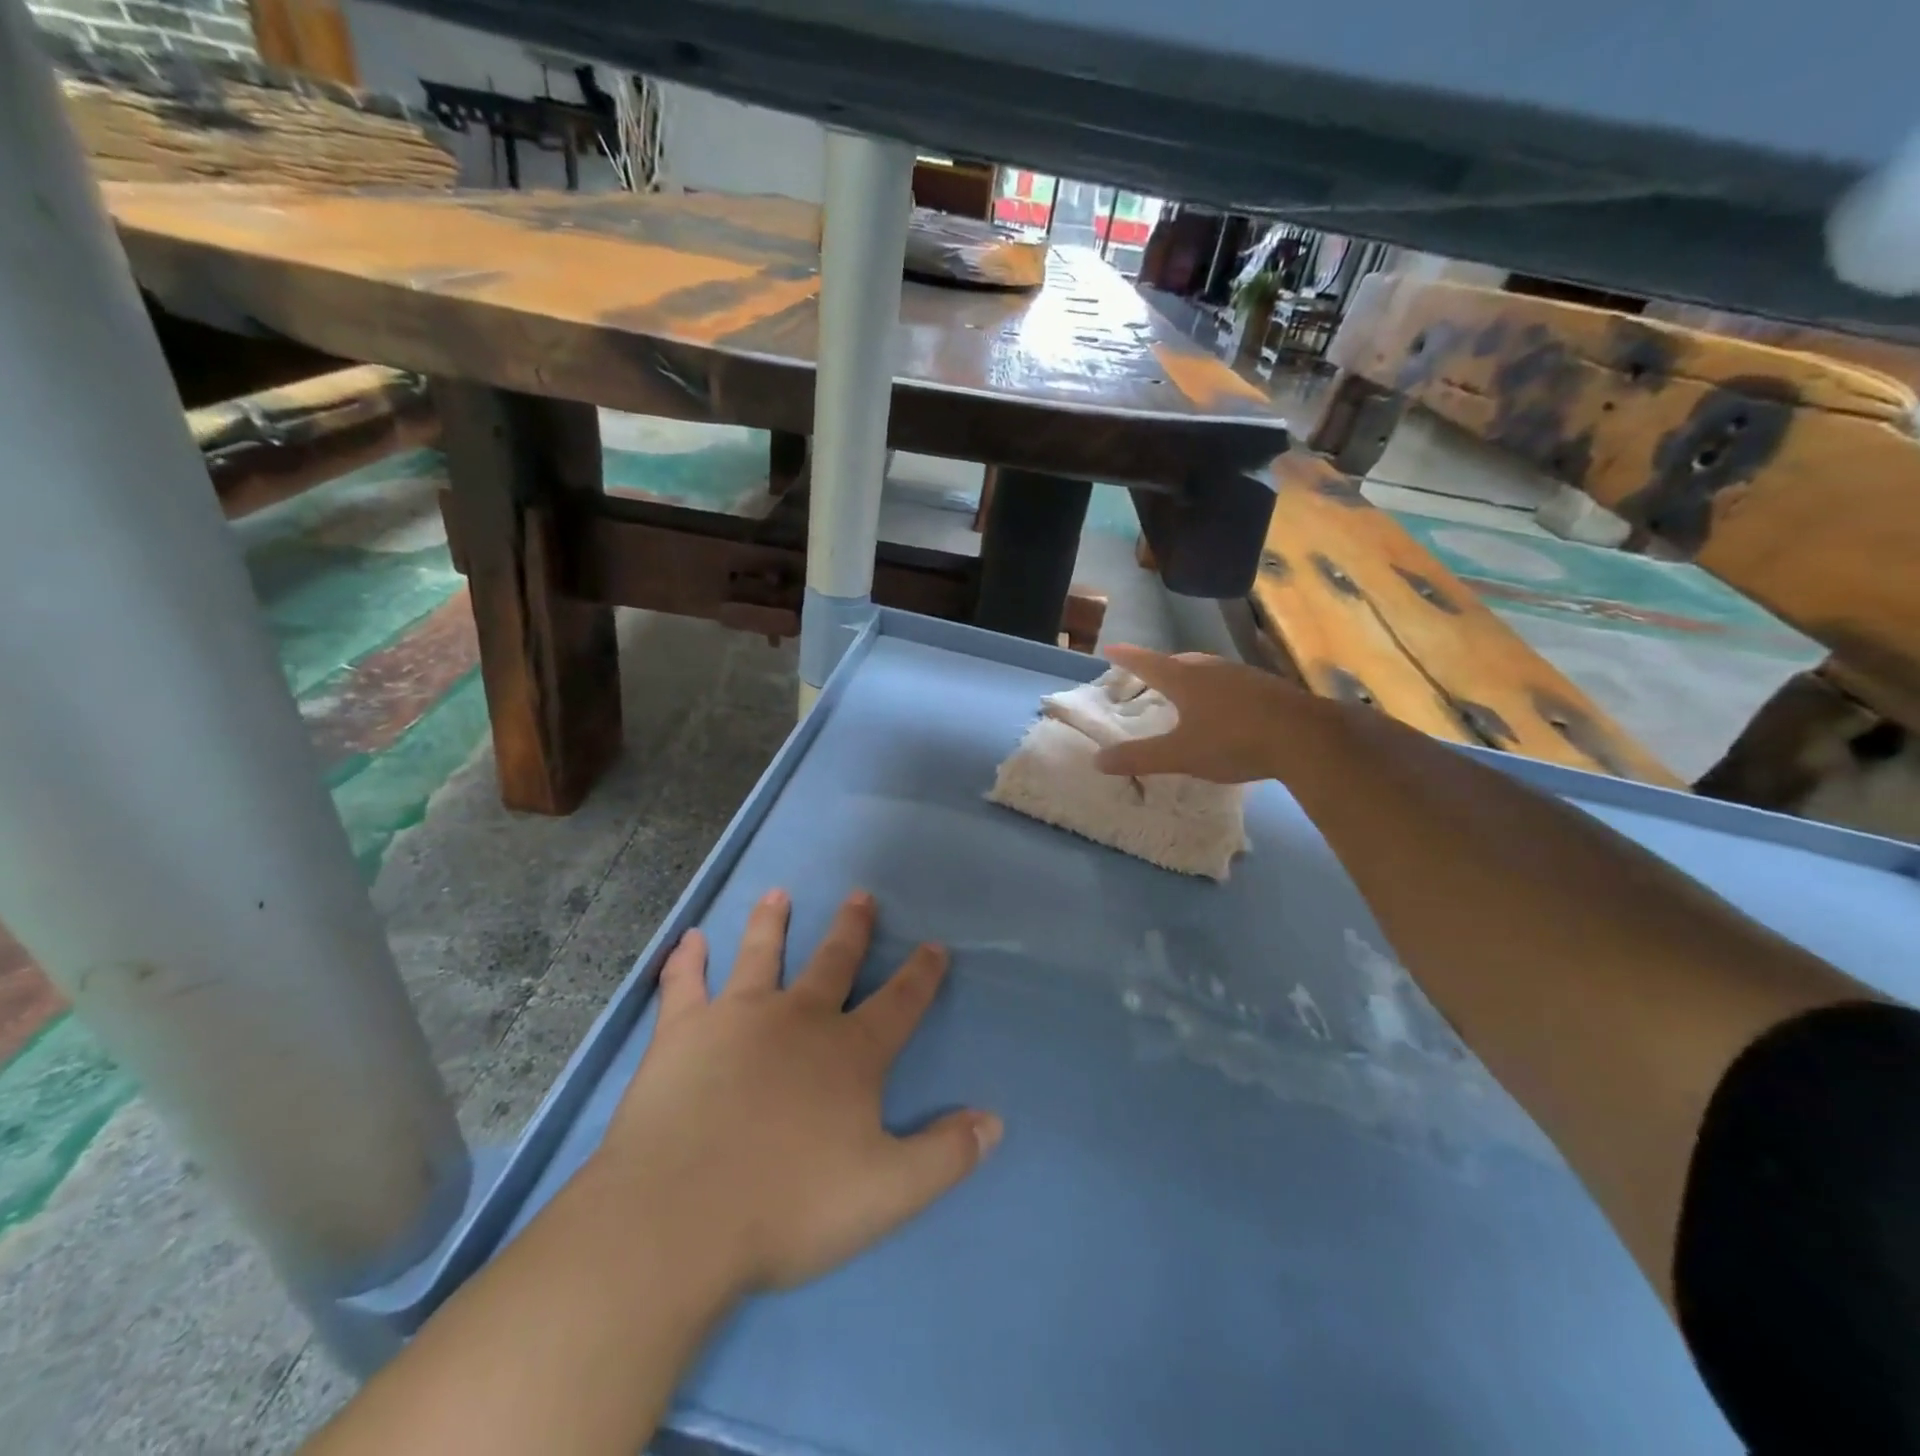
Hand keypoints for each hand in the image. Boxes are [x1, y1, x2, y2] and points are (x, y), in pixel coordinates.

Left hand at [596, 888, 1000, 1294]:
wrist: (678, 1218)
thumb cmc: (788, 1206)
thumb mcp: (887, 1193)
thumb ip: (945, 1156)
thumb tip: (993, 1122)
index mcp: (849, 1053)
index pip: (899, 1003)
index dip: (921, 974)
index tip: (934, 945)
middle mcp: (798, 1019)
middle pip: (833, 962)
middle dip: (851, 929)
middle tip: (860, 896)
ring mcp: (737, 1018)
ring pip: (761, 956)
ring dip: (771, 923)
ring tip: (777, 894)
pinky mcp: (683, 1032)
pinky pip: (685, 985)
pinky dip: (687, 961)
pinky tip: (690, 939)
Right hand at [1093, 644, 1314, 783]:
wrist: (1305, 738)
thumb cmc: (1233, 742)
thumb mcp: (1180, 755)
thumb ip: (1139, 757)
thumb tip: (1097, 760)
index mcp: (1185, 680)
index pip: (1147, 663)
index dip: (1127, 657)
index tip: (1110, 648)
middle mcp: (1212, 669)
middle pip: (1179, 662)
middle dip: (1160, 666)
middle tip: (1149, 674)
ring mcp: (1243, 675)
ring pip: (1208, 669)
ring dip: (1191, 676)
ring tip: (1185, 689)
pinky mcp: (1268, 687)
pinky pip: (1231, 682)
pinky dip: (1217, 689)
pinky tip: (1225, 707)